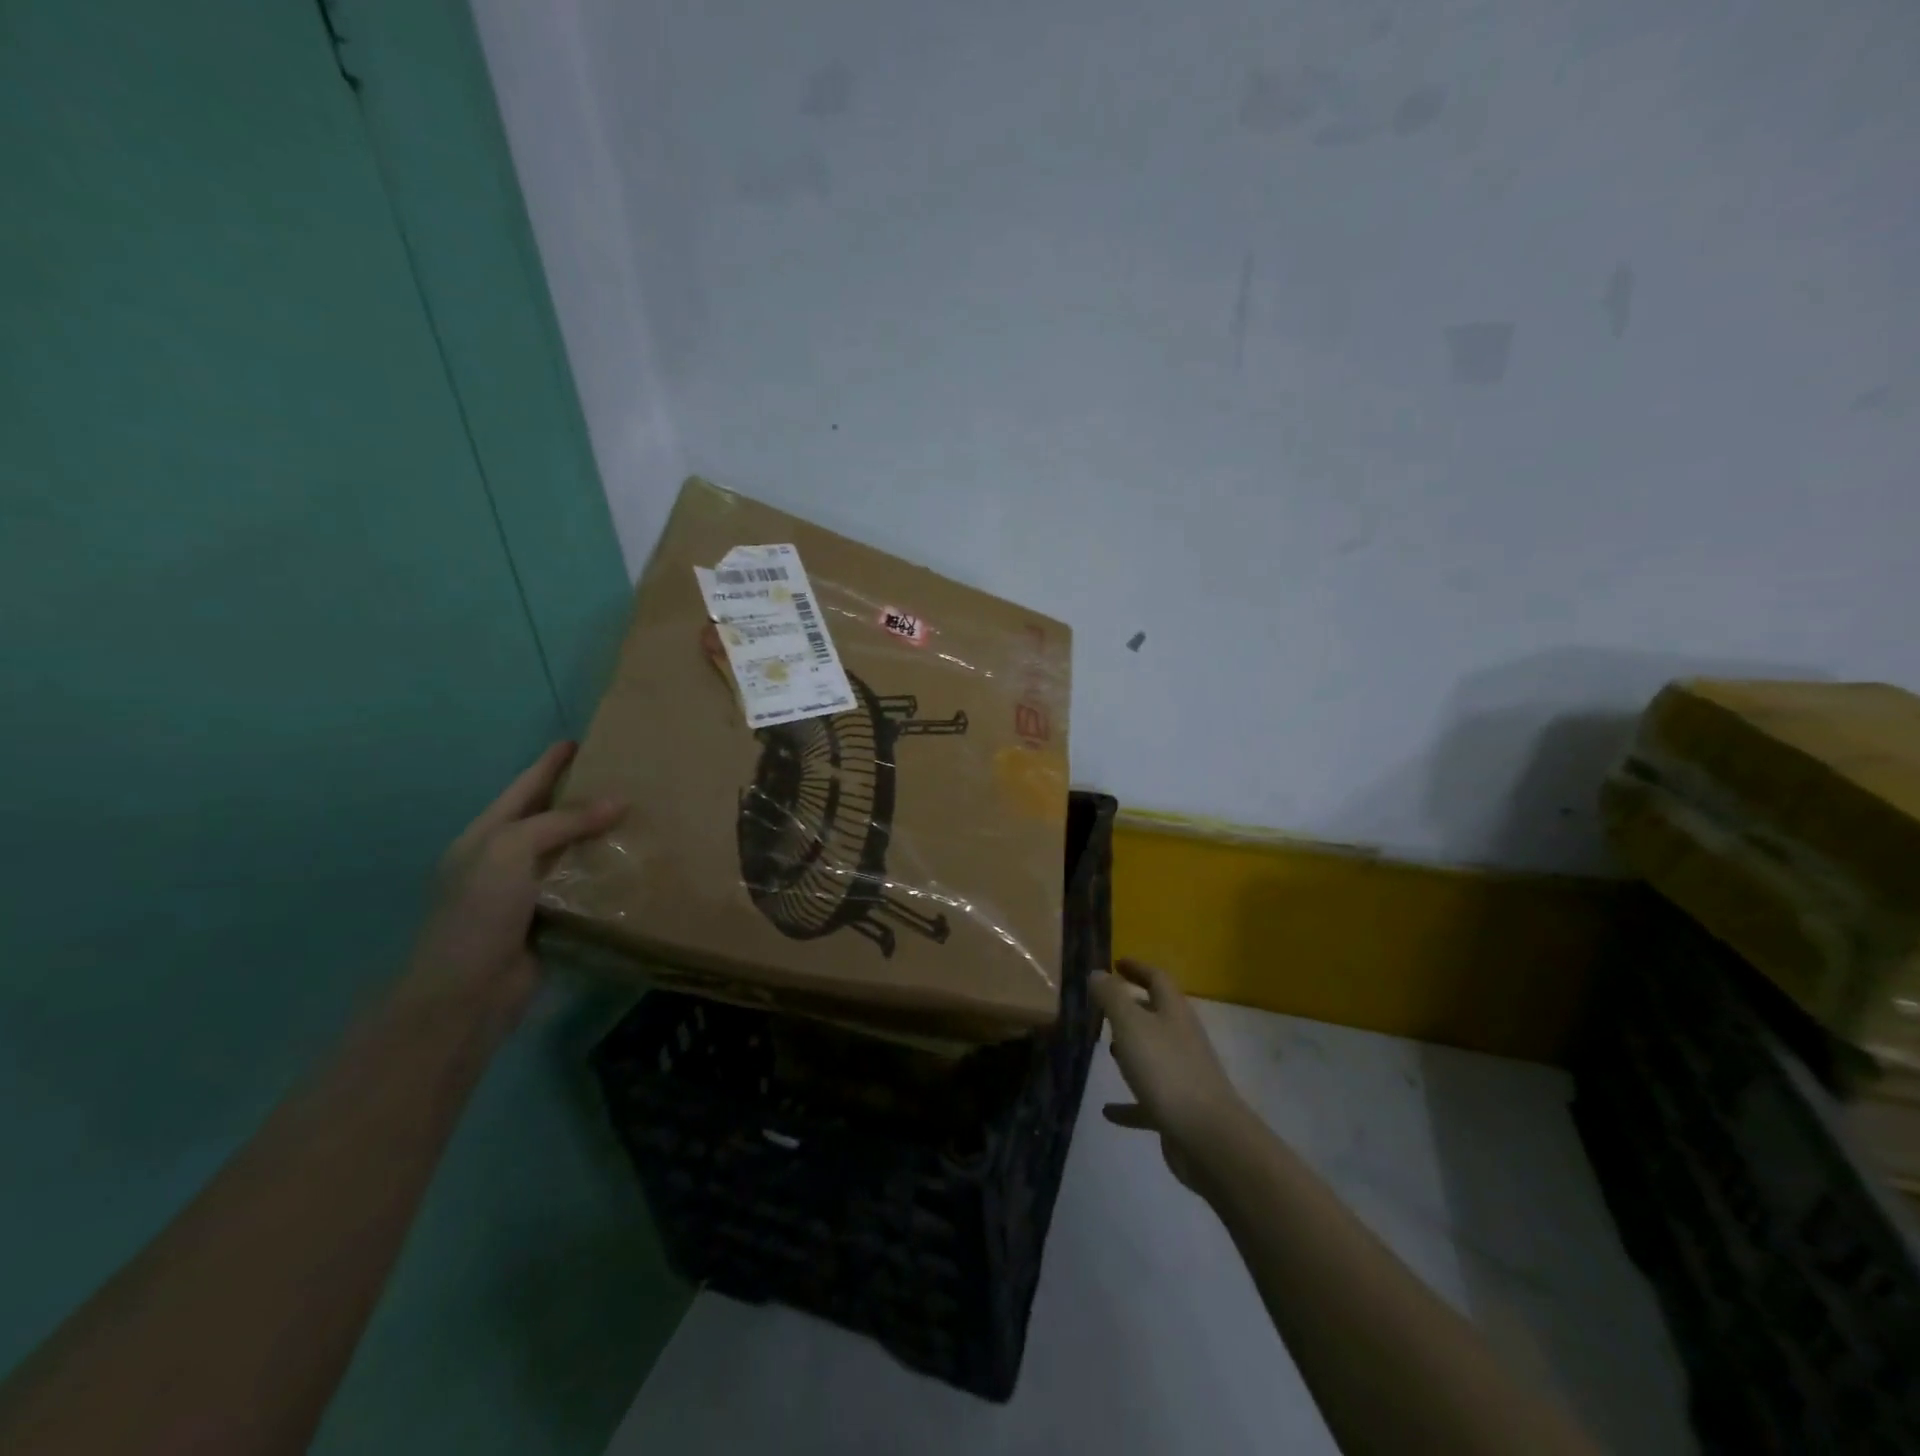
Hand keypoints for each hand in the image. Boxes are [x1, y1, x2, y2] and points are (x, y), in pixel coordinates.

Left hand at [404, 742, 624, 1023]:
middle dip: (582, 797)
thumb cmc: (478, 913)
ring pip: (571, 852)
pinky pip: (584, 886)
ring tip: (640, 816)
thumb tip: (619, 801)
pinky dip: (606, 873)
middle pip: (550, 817)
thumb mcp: (510, 852)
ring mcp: (527, 892)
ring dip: (601, 836)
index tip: (580, 741)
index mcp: (486, 836)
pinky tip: (635, 864)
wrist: (466, 994)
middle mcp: (505, 859)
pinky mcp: (551, 920)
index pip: (524, 788)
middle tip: (625, 777)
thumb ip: (562, 822)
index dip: (549, 764)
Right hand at [1092, 959, 1247, 1189]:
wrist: (1208, 1137)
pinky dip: (1129, 1101)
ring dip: (1132, 1050)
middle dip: (1132, 1008)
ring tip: (1106, 1050)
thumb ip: (1112, 997)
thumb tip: (1098, 973)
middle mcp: (1181, 1039)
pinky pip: (1148, 1099)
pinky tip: (1108, 1111)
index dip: (1137, 968)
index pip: (1157, 979)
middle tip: (1104, 1007)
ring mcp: (1183, 1075)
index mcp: (1174, 1013)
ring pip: (1153, 1054)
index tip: (1115, 963)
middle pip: (1157, 1015)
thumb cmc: (1166, 1070)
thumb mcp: (1131, 1025)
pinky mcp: (1178, 1110)